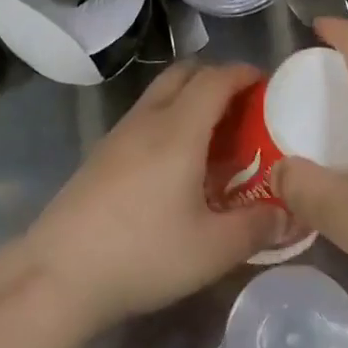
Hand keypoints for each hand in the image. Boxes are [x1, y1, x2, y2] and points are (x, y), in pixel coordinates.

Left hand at [24, 62, 286, 330]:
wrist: (58, 274)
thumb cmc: (143, 253)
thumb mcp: (212, 250)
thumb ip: (257, 227)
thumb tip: (290, 212)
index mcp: (179, 129)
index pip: (216, 78)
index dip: (244, 73)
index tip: (267, 84)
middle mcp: (149, 119)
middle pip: (185, 73)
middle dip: (217, 78)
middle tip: (242, 108)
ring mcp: (120, 134)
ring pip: (161, 94)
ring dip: (190, 98)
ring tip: (213, 137)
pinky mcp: (101, 154)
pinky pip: (145, 117)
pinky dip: (169, 120)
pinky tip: (176, 164)